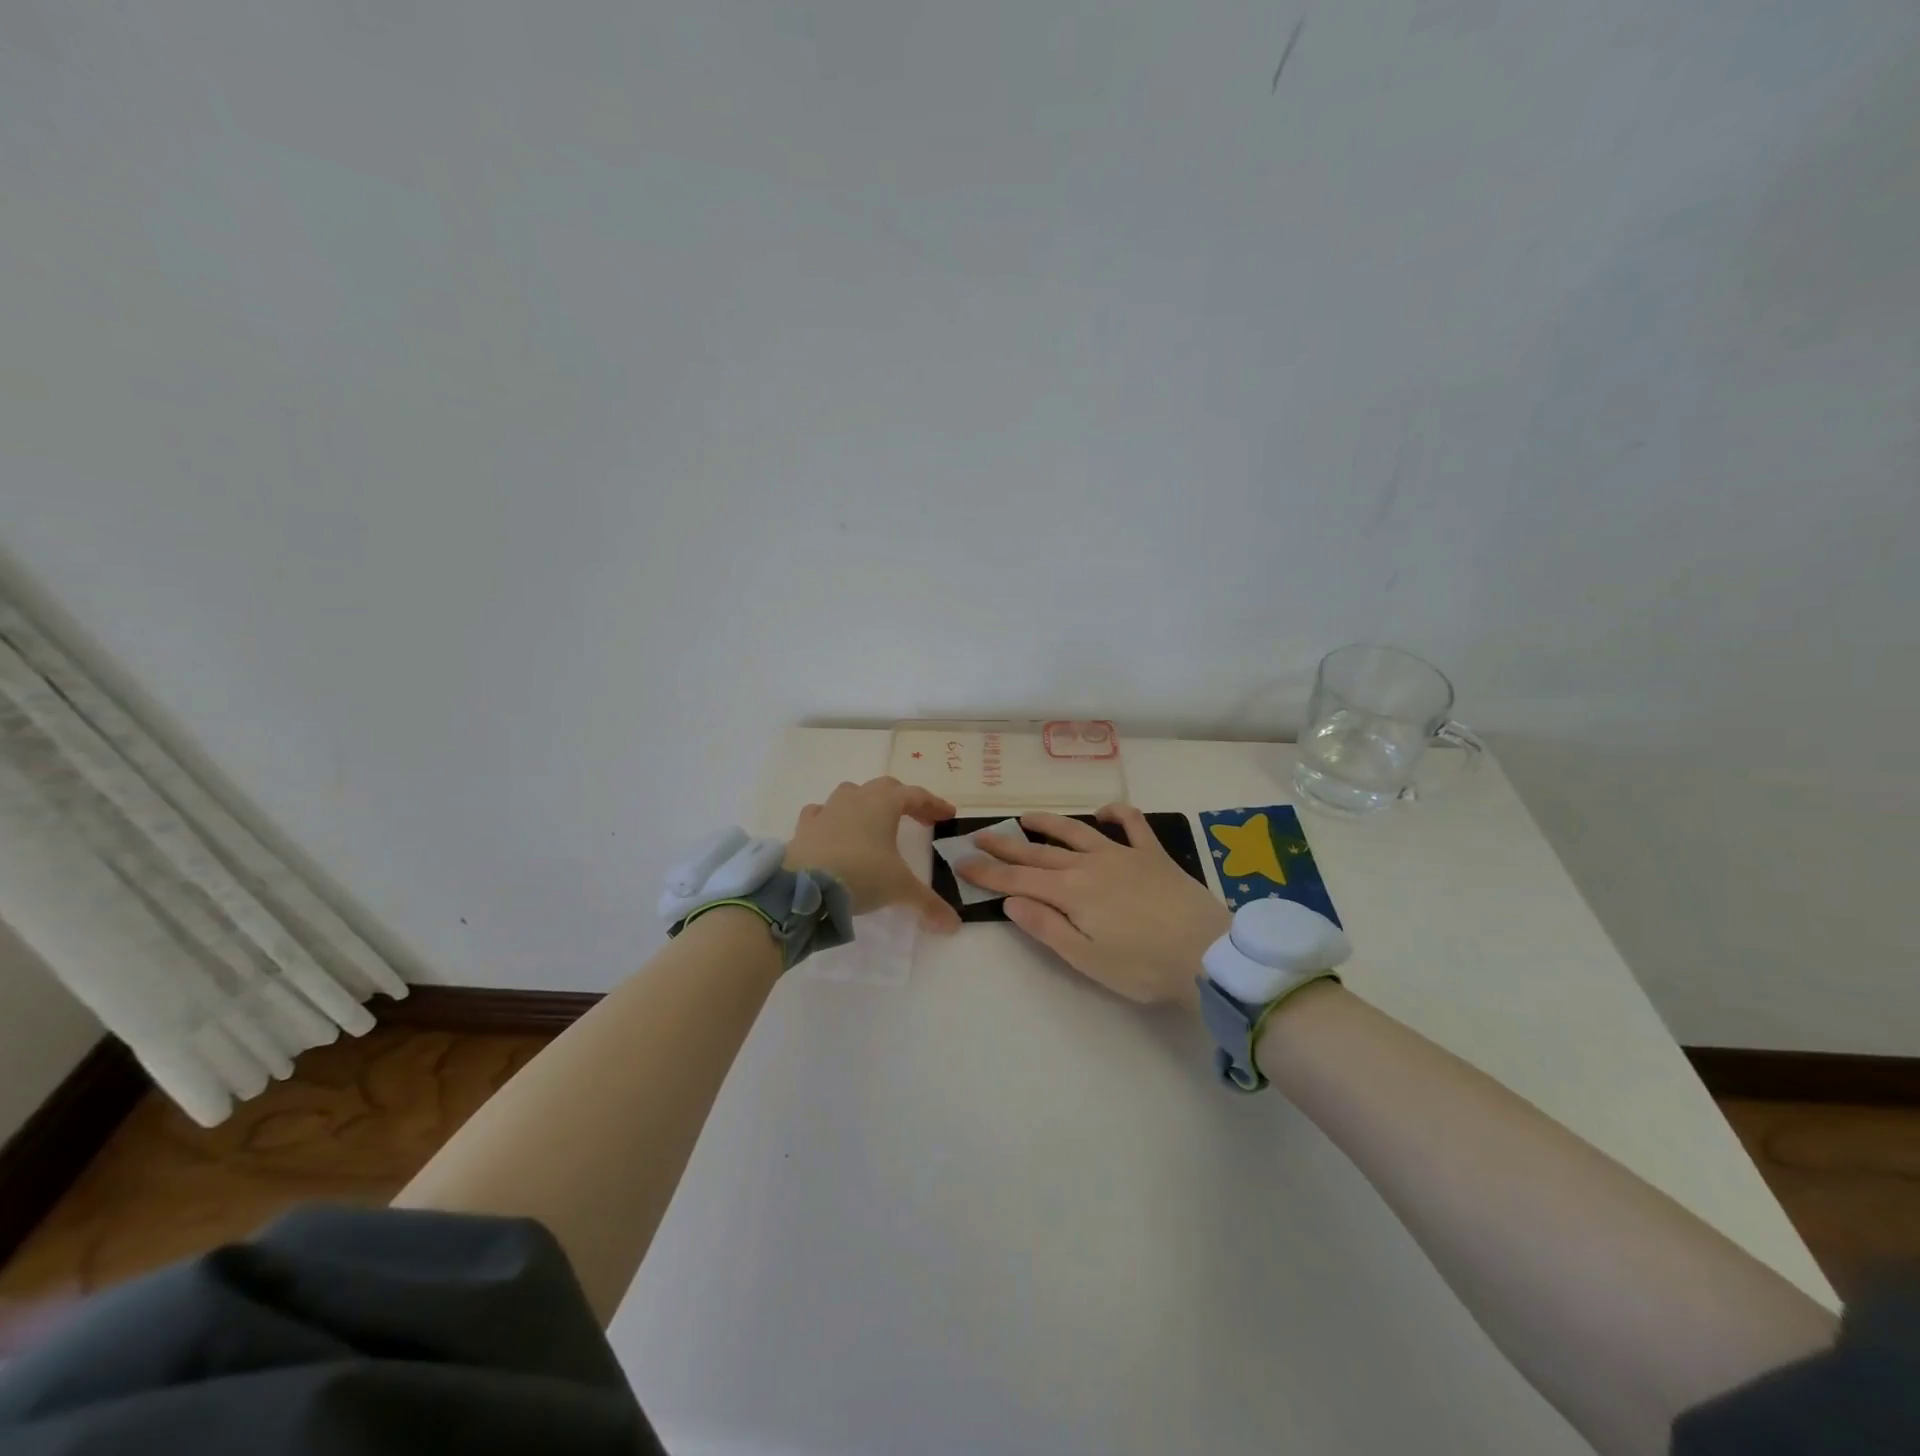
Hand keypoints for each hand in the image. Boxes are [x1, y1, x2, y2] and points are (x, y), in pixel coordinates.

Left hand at [785, 777, 960, 931]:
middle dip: (903, 800)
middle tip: (918, 818)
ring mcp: (827, 810)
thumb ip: (928, 904)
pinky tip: (835, 831)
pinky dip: (833, 818)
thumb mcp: (900, 889)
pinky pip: (821, 813)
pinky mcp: (804, 827)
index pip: (916, 795)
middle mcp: (855, 798)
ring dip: (867, 803)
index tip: (948, 815)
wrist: (804, 887)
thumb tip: (954, 926)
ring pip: (851, 794)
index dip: (934, 803)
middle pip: (885, 788)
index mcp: (883, 803)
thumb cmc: (861, 874)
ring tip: (876, 822)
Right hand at [957, 804, 1231, 1004]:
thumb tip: (1011, 900)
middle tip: (981, 837)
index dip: (989, 872)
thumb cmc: (1144, 967)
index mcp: (1072, 893)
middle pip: (1040, 852)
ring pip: (1076, 831)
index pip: (1019, 879)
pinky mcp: (1153, 854)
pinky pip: (1133, 824)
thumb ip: (1047, 927)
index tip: (963, 863)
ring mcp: (1123, 855)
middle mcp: (1091, 865)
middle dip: (1007, 845)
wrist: (1208, 955)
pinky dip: (1117, 813)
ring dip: (1048, 823)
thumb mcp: (1087, 959)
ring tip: (1026, 818)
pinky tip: (1104, 811)